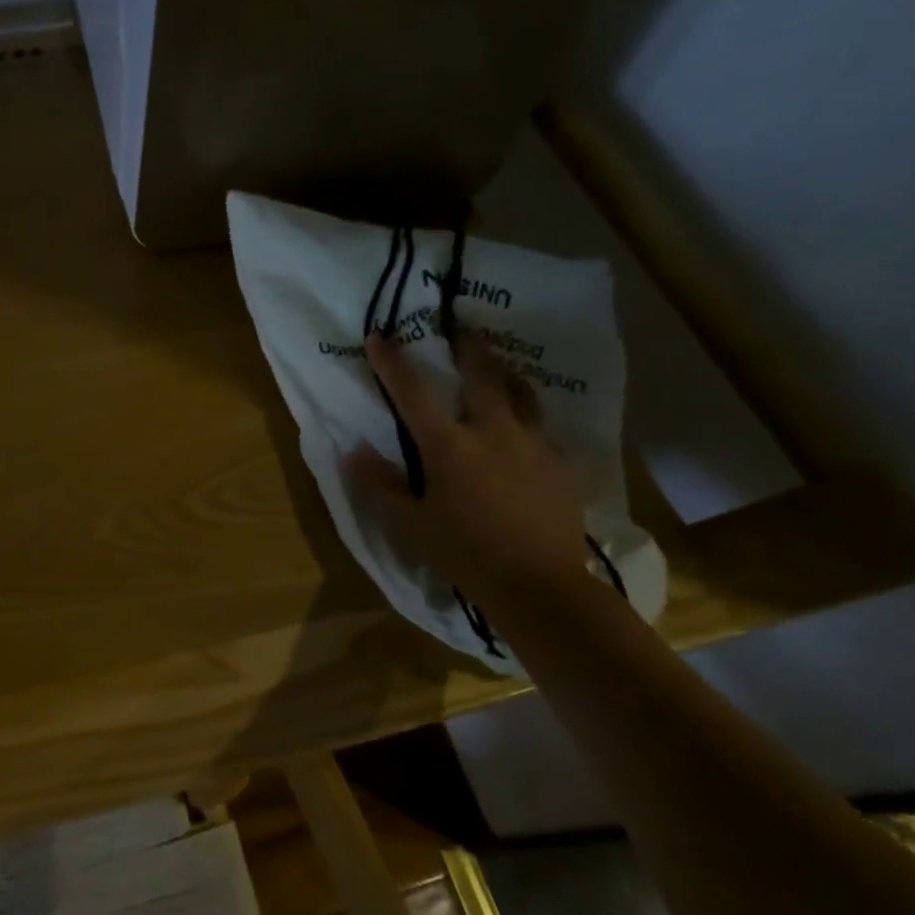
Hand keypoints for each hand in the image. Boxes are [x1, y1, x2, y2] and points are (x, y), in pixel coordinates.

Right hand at [346, 331, 590, 613]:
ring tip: (498, 366)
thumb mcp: (409, 524)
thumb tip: (353, 451)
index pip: (412, 392)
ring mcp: (533, 444)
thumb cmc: (464, 553)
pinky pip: (542, 429)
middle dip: (468, 347)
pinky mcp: (561, 464)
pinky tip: (524, 431)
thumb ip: (380, 485)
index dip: (392, 362)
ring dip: (505, 374)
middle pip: (482, 375)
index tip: (379, 336)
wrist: (540, 586)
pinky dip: (527, 419)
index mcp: (449, 446)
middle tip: (463, 328)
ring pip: (521, 393)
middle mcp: (493, 432)